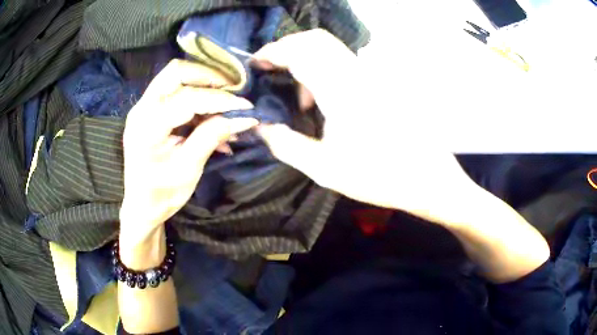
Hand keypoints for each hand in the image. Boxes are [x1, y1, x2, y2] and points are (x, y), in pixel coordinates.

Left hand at [120, 59, 257, 243]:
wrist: (141, 206)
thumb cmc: (162, 194)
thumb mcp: (188, 169)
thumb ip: (212, 137)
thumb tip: (243, 118)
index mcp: (147, 127)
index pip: (187, 99)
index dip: (219, 100)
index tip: (245, 106)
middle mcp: (141, 109)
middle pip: (175, 72)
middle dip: (208, 76)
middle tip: (232, 89)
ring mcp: (142, 107)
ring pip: (174, 76)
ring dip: (202, 84)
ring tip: (225, 100)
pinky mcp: (148, 110)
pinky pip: (173, 90)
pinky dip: (195, 96)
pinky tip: (211, 115)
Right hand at [254, 29, 481, 225]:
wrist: (425, 176)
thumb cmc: (378, 176)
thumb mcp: (324, 168)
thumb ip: (285, 145)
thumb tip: (260, 127)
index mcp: (340, 91)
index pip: (300, 52)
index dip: (272, 52)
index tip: (254, 64)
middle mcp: (355, 74)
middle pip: (315, 39)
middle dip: (286, 48)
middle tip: (269, 69)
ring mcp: (369, 77)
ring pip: (329, 49)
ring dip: (304, 60)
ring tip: (294, 95)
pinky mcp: (376, 84)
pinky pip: (341, 63)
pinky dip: (321, 70)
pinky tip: (318, 101)